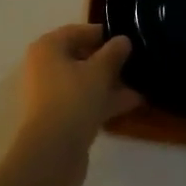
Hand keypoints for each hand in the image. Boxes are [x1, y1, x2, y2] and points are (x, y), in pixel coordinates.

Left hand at [12, 24, 140, 185]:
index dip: (102, 34)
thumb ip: (113, 53)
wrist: (52, 153)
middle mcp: (45, 67)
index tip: (126, 39)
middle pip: (81, 57)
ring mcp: (51, 94)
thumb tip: (123, 40)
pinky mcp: (59, 118)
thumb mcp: (99, 71)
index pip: (77, 31)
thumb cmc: (72, 100)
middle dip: (108, 61)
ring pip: (84, 82)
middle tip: (135, 62)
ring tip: (141, 83)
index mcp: (48, 48)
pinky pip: (84, 101)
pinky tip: (132, 103)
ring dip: (110, 83)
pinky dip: (104, 100)